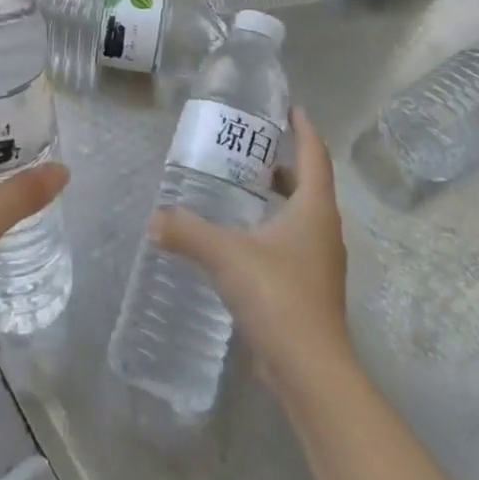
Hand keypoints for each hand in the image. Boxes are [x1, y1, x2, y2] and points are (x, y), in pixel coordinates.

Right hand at [151, 107, 349, 381]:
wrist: (310, 370)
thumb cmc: (277, 295)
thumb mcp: (225, 254)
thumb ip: (187, 231)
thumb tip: (154, 219)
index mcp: (314, 210)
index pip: (315, 156)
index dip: (304, 130)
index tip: (290, 109)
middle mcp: (324, 231)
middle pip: (309, 185)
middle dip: (284, 164)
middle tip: (249, 150)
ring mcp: (320, 263)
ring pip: (301, 217)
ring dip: (278, 199)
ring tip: (240, 190)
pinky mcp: (310, 290)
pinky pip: (292, 244)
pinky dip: (271, 230)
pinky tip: (240, 240)